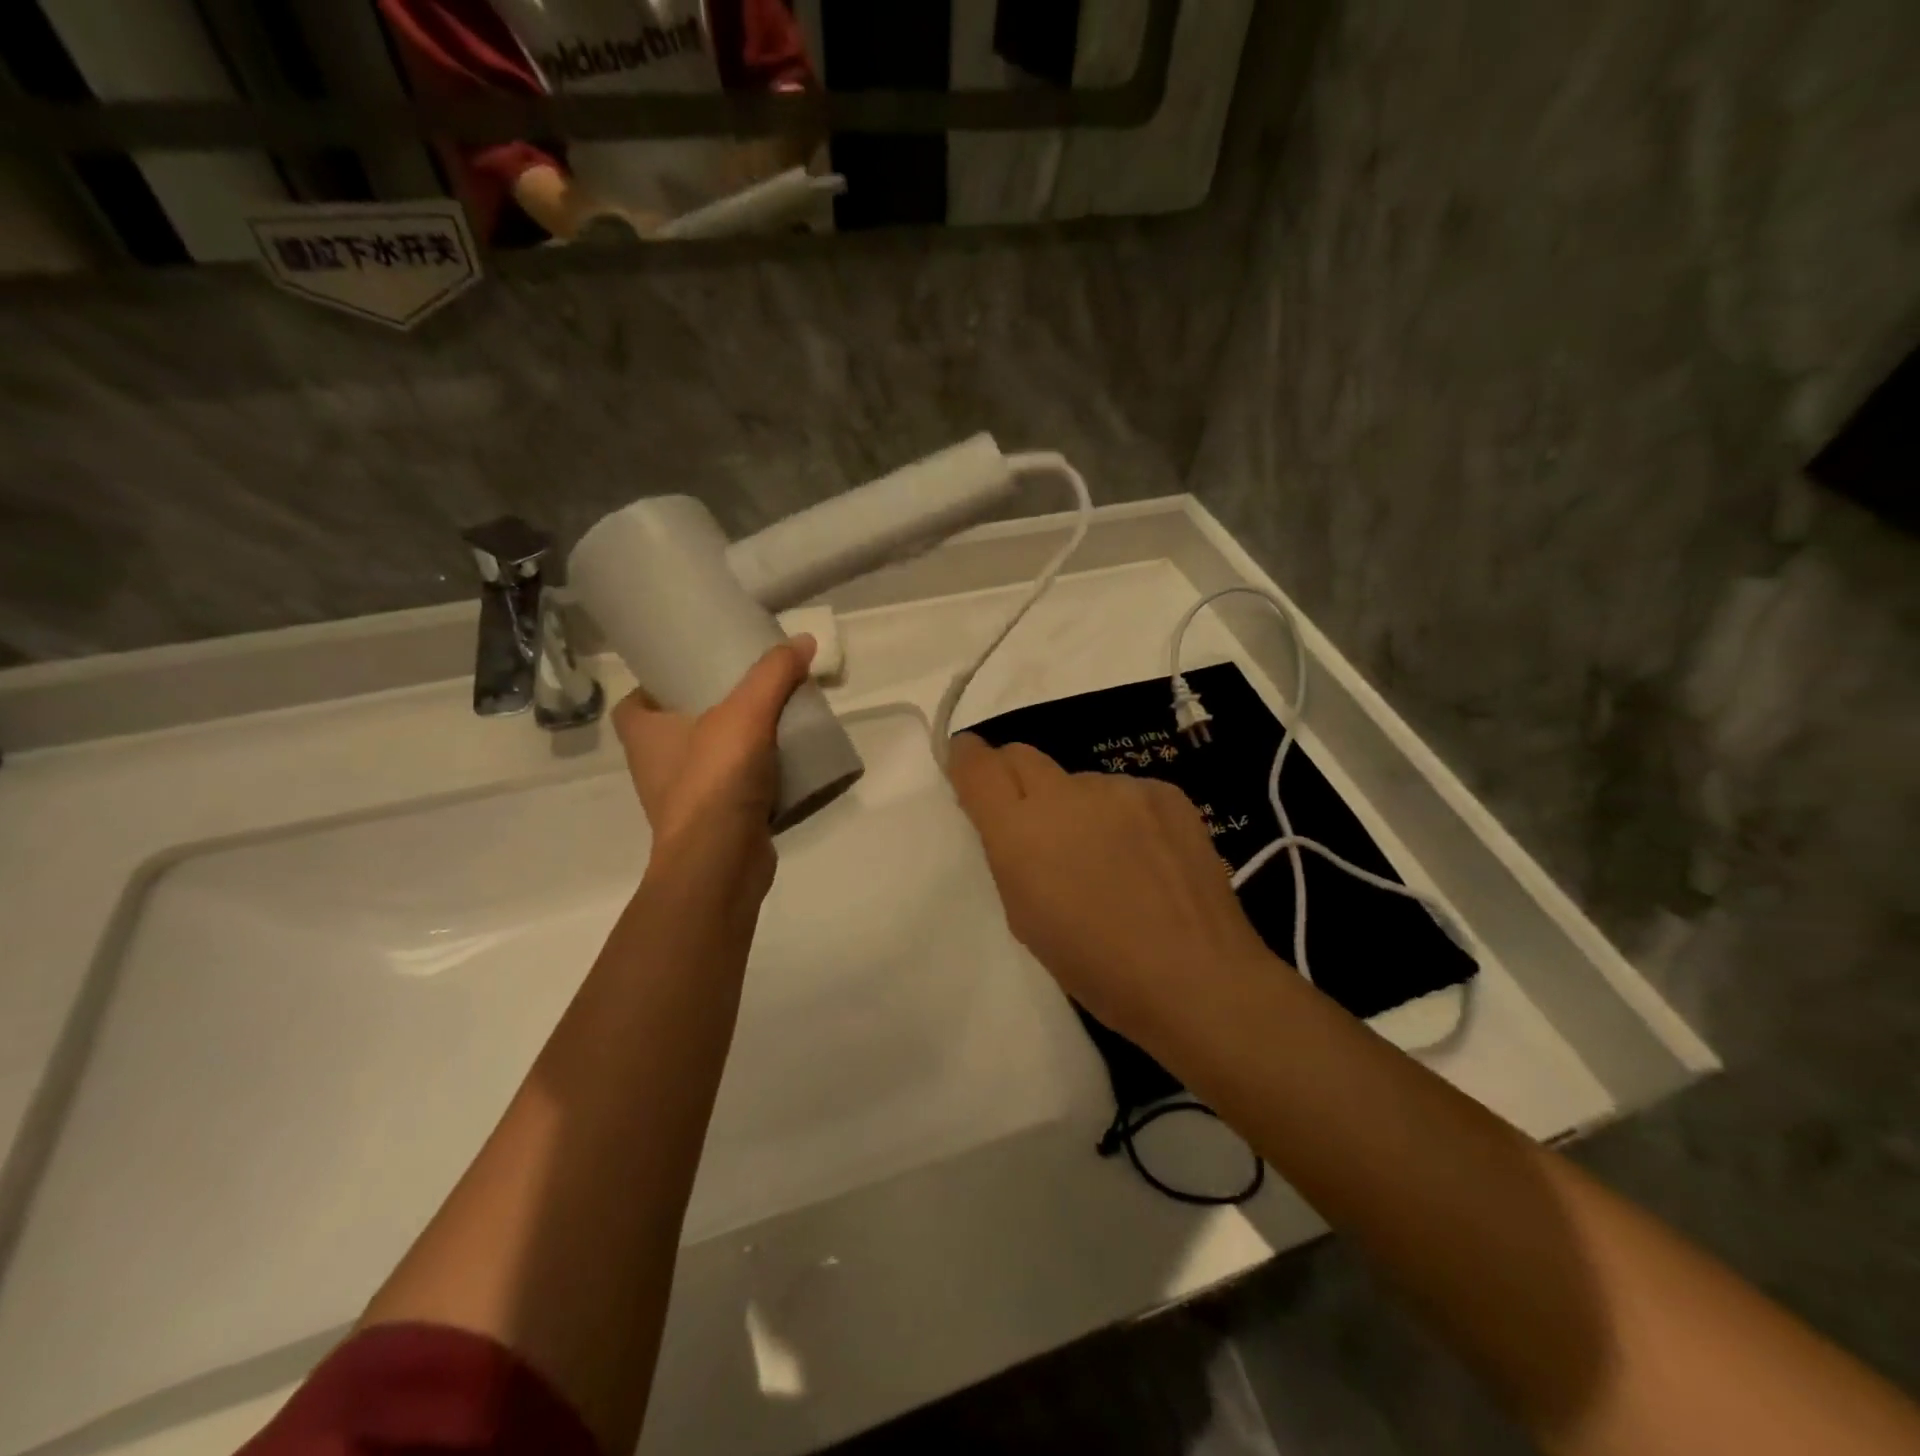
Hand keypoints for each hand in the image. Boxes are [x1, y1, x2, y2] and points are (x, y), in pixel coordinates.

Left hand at [612, 636, 815, 888]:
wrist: (721, 864)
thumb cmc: (715, 781)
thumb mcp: (745, 714)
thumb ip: (773, 674)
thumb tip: (802, 640)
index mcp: (644, 735)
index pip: (635, 702)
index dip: (658, 683)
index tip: (695, 669)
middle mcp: (656, 767)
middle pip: (678, 727)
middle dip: (710, 709)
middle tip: (749, 688)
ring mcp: (686, 799)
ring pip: (709, 758)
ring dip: (737, 743)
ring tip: (774, 720)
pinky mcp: (716, 822)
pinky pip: (734, 788)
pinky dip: (755, 776)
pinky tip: (786, 762)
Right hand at [947, 735, 1275, 1048]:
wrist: (1196, 978)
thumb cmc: (1096, 966)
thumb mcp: (1025, 916)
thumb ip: (1009, 854)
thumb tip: (1009, 819)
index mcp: (1021, 830)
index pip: (978, 765)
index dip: (966, 758)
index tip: (966, 764)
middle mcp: (1067, 793)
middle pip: (1023, 756)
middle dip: (1014, 778)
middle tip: (1031, 821)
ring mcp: (1121, 788)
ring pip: (1079, 782)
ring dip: (1078, 808)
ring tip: (1107, 859)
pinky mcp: (1166, 792)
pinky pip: (1125, 793)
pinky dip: (1122, 817)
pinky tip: (1146, 858)